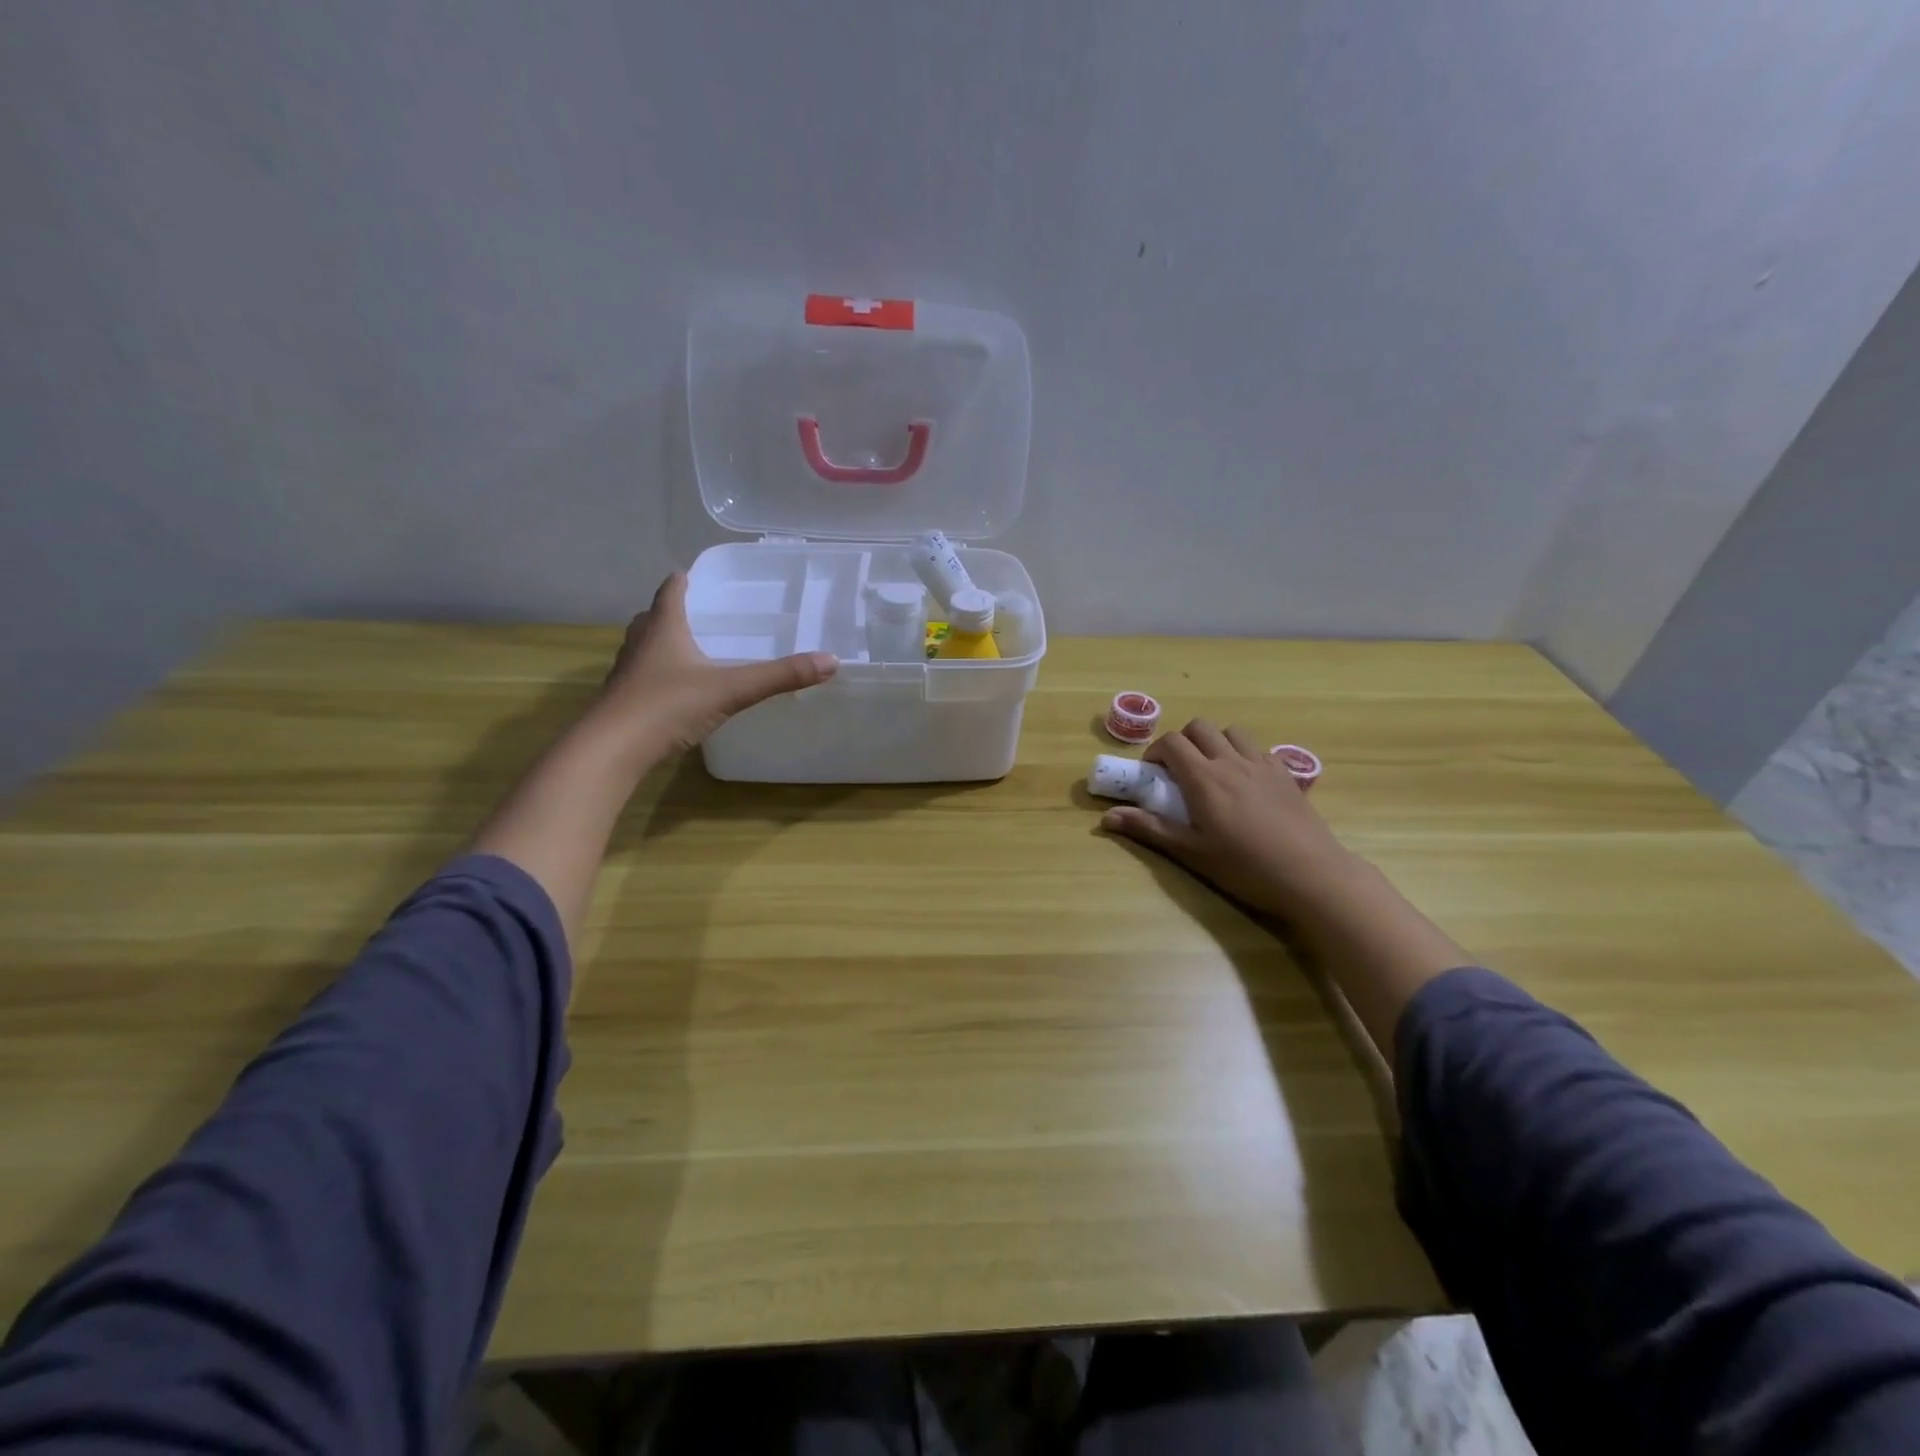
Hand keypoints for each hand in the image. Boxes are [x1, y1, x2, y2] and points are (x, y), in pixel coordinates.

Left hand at [595, 572, 837, 758]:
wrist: (612, 750)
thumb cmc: (668, 706)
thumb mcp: (731, 689)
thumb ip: (779, 676)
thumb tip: (831, 661)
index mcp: (663, 629)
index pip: (671, 591)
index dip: (683, 581)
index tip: (693, 574)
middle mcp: (640, 644)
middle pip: (652, 617)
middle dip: (672, 612)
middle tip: (699, 614)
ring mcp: (627, 674)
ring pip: (644, 647)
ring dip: (662, 643)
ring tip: (689, 649)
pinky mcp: (622, 701)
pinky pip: (642, 677)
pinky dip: (658, 675)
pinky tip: (676, 691)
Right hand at [1101, 719, 1358, 915]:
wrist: (1310, 874)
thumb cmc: (1244, 866)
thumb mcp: (1191, 852)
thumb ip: (1149, 829)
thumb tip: (1106, 818)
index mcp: (1204, 778)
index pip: (1171, 742)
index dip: (1156, 751)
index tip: (1153, 773)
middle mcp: (1231, 761)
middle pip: (1200, 727)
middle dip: (1183, 741)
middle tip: (1180, 770)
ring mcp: (1262, 764)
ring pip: (1233, 731)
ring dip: (1216, 742)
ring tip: (1213, 770)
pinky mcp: (1287, 774)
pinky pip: (1260, 749)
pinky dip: (1245, 755)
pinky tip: (1247, 783)